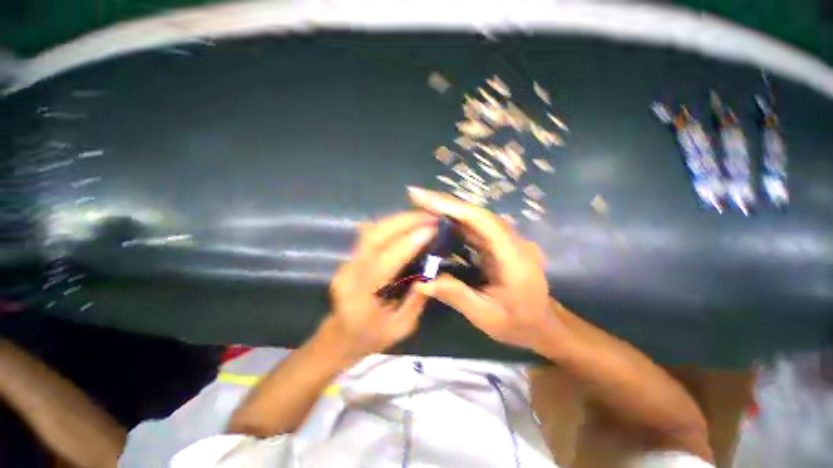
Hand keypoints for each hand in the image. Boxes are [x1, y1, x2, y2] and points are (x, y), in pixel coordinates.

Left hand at [321, 211, 437, 360]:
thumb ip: (416, 300)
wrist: (339, 335)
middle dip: (404, 221)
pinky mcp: (352, 255)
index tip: (432, 230)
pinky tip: (409, 222)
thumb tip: (433, 272)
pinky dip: (392, 224)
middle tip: (431, 216)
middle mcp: (349, 273)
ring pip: (372, 230)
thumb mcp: (400, 328)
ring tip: (423, 215)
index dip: (407, 243)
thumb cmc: (369, 337)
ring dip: (398, 219)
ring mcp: (347, 261)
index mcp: (359, 296)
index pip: (382, 262)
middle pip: (373, 236)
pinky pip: (372, 233)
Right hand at [408, 187, 560, 354]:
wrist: (544, 325)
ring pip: (477, 218)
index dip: (454, 207)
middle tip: (417, 197)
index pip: (483, 221)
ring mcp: (508, 241)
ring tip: (423, 205)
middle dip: (446, 204)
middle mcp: (513, 242)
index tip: (426, 198)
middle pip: (478, 214)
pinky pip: (477, 228)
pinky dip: (456, 222)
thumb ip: (455, 296)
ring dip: (450, 210)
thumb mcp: (485, 316)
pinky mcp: (501, 244)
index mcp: (514, 258)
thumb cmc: (519, 323)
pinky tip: (439, 222)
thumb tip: (421, 282)